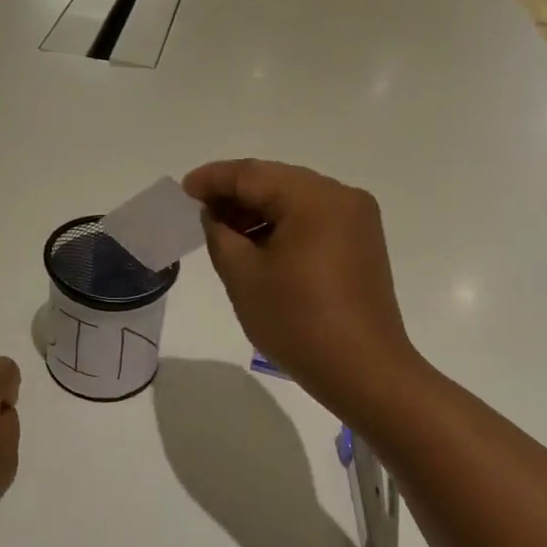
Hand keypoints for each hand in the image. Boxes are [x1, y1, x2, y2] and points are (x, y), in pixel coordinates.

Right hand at [183, 160, 421, 418]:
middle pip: (277, 182)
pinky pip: (313, 220)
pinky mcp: (361, 243)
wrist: (363, 372)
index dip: (213, 179)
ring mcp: (357, 220)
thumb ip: (219, 234)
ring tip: (222, 231)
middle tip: (198, 211)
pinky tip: (256, 245)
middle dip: (235, 194)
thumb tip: (214, 214)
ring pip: (295, 200)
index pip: (253, 174)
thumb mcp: (243, 276)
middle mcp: (342, 197)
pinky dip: (282, 226)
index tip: (183, 190)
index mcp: (315, 198)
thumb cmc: (298, 322)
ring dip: (258, 211)